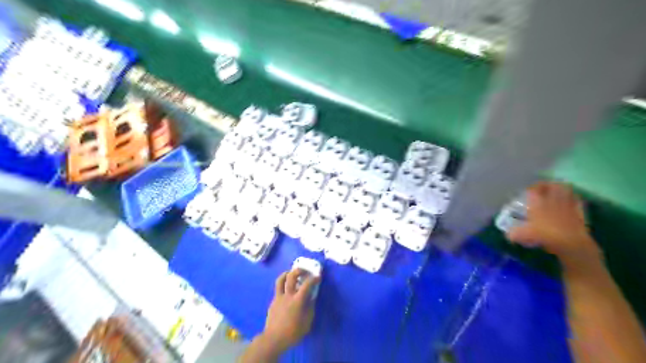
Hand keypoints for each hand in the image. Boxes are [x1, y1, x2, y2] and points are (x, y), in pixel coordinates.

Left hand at [260, 268, 319, 352]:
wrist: (274, 339)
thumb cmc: (293, 332)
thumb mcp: (307, 322)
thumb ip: (310, 308)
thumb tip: (311, 298)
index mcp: (297, 300)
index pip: (307, 285)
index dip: (313, 279)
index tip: (318, 277)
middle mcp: (287, 295)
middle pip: (291, 276)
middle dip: (299, 270)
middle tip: (304, 271)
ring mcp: (278, 297)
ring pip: (280, 279)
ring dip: (287, 273)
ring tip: (291, 273)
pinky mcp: (273, 301)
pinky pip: (278, 289)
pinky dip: (283, 286)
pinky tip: (287, 291)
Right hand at [509, 181, 599, 262]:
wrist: (571, 243)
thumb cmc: (544, 235)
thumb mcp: (523, 235)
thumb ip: (513, 233)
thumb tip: (508, 235)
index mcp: (537, 203)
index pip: (533, 189)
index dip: (531, 188)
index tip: (528, 191)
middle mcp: (552, 200)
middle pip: (552, 185)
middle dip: (547, 185)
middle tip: (543, 188)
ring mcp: (567, 205)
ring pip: (566, 190)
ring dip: (561, 188)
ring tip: (557, 190)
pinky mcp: (579, 212)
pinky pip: (577, 200)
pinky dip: (574, 198)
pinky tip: (571, 200)